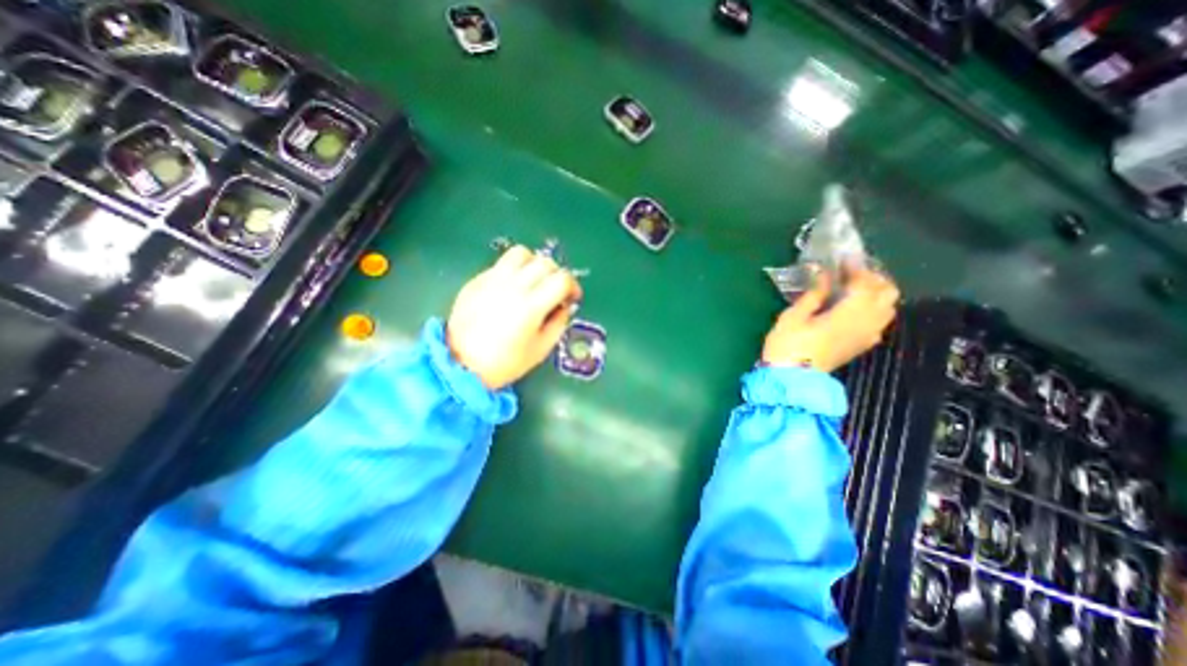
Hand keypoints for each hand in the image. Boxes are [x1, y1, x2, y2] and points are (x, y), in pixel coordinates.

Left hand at [444, 244, 583, 389]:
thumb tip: (565, 306)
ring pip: (521, 253)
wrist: (460, 364)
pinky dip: (514, 270)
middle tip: (555, 291)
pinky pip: (501, 264)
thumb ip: (558, 324)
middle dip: (557, 274)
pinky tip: (511, 288)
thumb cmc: (504, 362)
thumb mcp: (541, 349)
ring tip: (533, 281)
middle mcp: (513, 286)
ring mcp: (492, 280)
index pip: (561, 279)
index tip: (572, 297)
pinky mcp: (477, 280)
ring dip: (534, 264)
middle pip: (545, 262)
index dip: (573, 285)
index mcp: (531, 306)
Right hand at [761, 260, 900, 373]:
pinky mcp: (862, 346)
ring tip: (854, 287)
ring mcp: (867, 336)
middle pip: (887, 292)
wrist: (791, 380)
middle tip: (850, 272)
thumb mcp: (794, 316)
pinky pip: (880, 321)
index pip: (865, 283)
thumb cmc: (787, 346)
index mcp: (849, 314)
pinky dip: (873, 307)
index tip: (843, 258)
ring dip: (876, 292)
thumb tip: (822, 273)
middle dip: (873, 277)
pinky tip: (853, 307)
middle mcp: (867, 323)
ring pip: (888, 307)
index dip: (856, 267)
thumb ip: (814, 294)